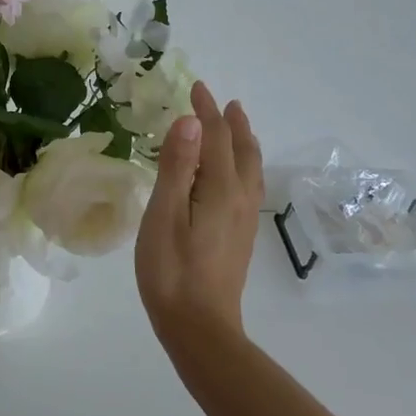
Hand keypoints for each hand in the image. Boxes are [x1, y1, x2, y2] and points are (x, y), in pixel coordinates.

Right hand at [135, 81, 264, 344]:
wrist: (200, 327)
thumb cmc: (171, 270)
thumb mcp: (164, 214)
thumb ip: (178, 165)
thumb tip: (191, 120)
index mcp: (220, 188)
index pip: (217, 137)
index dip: (207, 111)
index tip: (196, 87)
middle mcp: (239, 198)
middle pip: (242, 151)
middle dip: (232, 124)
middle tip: (225, 103)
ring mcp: (243, 220)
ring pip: (251, 169)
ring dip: (243, 143)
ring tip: (237, 129)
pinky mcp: (241, 237)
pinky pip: (249, 186)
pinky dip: (244, 166)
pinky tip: (236, 177)